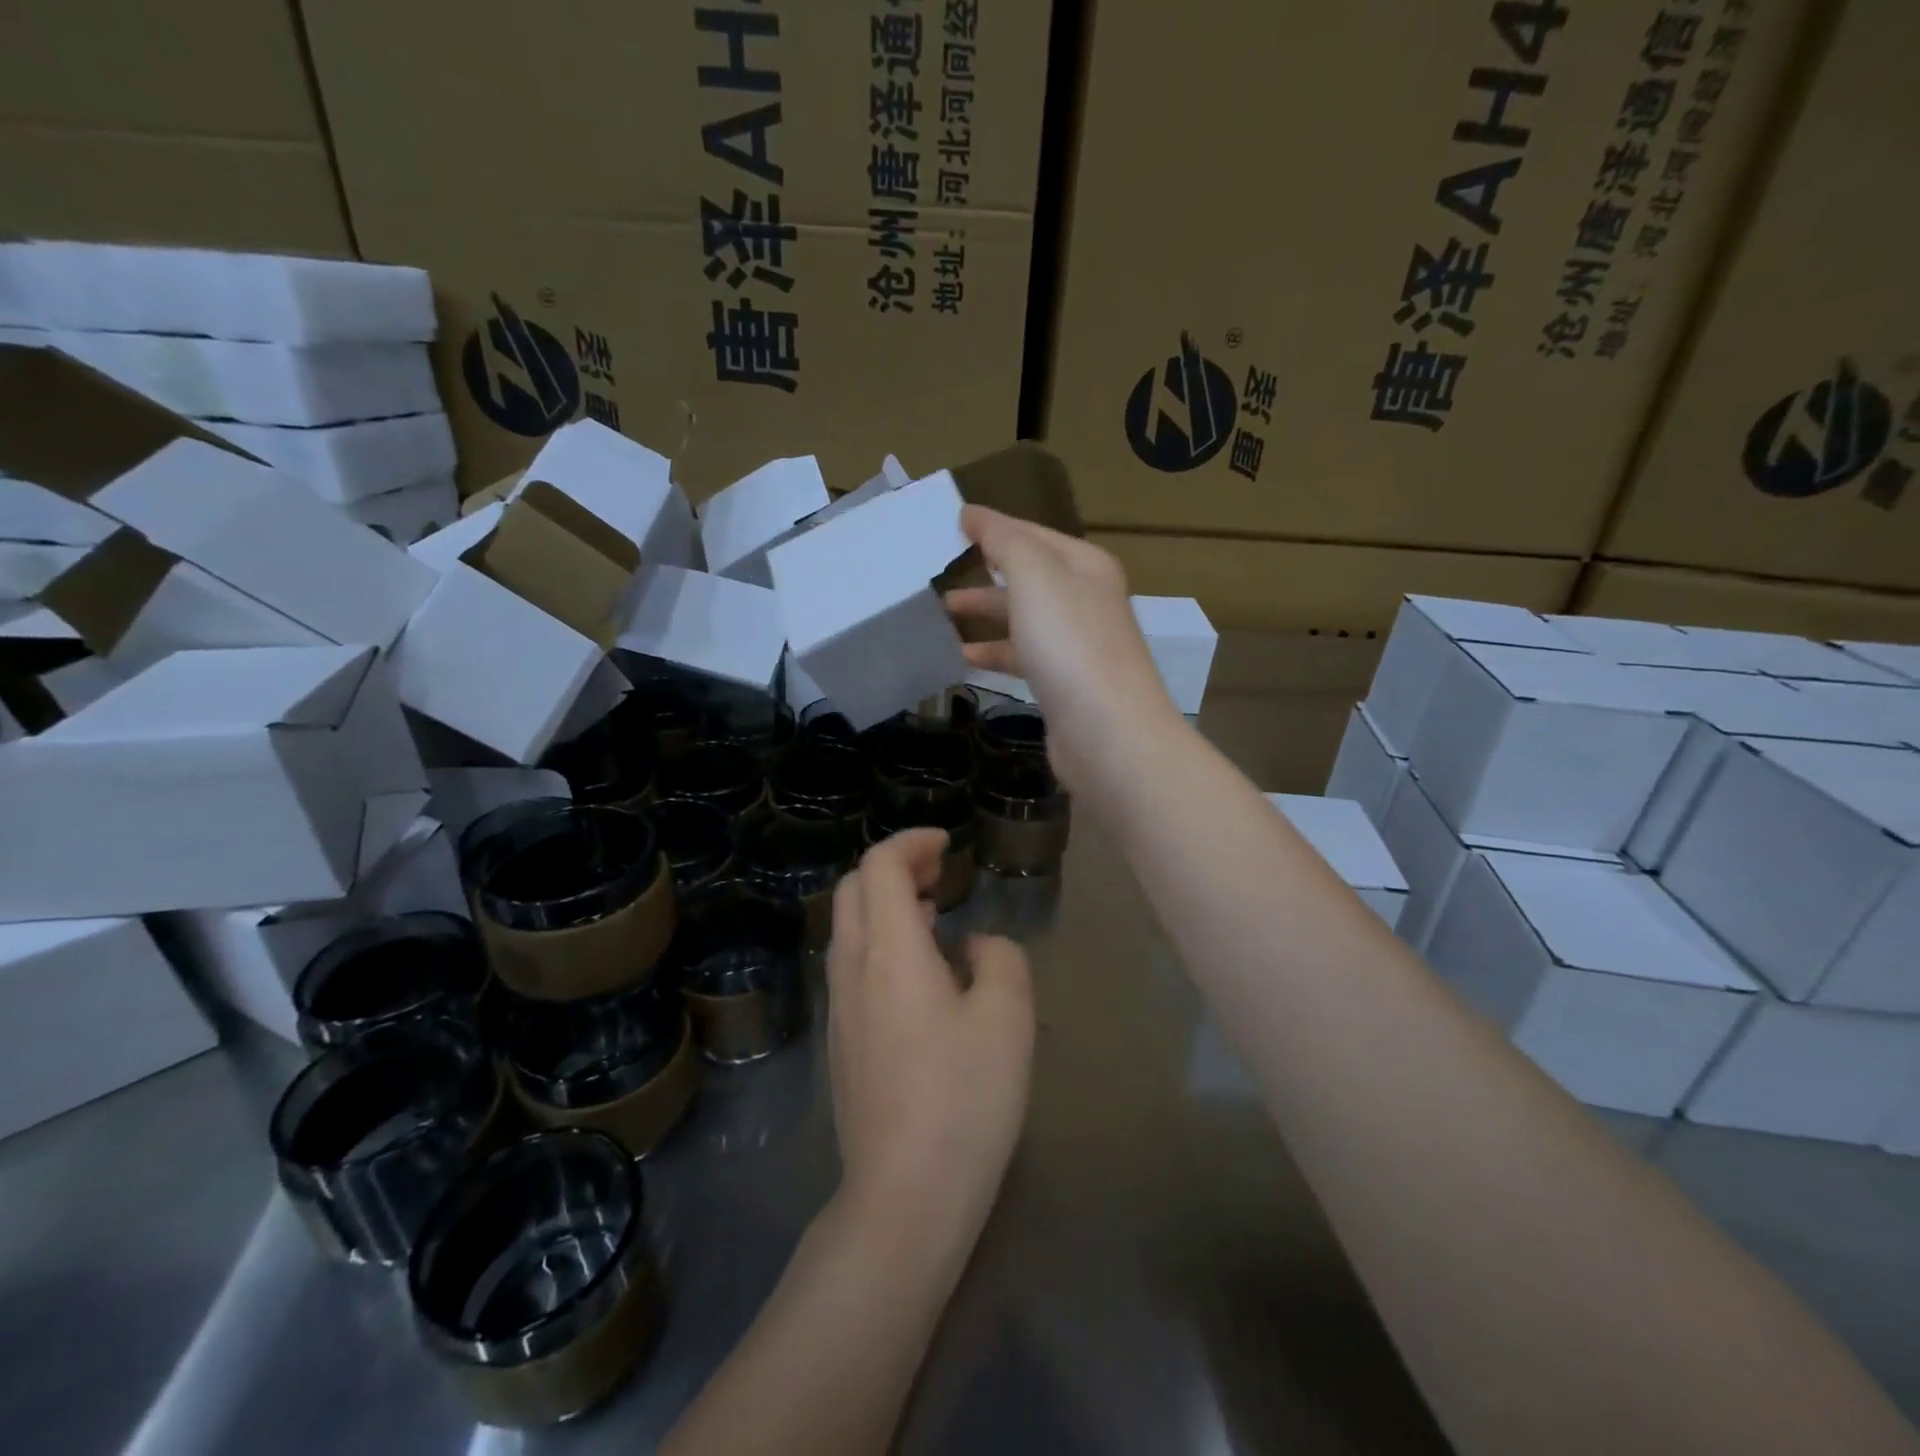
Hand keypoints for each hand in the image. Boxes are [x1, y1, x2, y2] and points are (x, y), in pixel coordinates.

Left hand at [827, 828, 1033, 1245]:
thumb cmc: (964, 1099)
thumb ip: (999, 958)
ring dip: (885, 904)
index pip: (879, 866)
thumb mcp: (1008, 1018)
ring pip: (848, 926)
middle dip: (894, 866)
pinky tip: (919, 973)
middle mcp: (852, 968)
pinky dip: (879, 940)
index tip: (947, 845)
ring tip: (934, 914)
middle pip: (852, 888)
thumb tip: (972, 945)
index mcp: (889, 952)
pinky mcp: (839, 1039)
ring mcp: (838, 1006)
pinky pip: (851, 963)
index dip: (911, 842)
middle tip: (940, 873)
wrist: (904, 1196)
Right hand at [945, 505, 1181, 797]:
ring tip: (943, 613)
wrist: (1108, 732)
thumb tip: (974, 514)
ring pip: (1024, 617)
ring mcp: (1078, 645)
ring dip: (986, 612)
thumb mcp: (1035, 576)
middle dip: (986, 571)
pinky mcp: (1066, 684)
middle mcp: (1087, 599)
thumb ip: (1004, 541)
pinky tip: (966, 657)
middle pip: (1029, 575)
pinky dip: (995, 652)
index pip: (1032, 533)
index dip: (993, 526)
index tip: (952, 524)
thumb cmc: (1070, 644)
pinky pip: (1024, 656)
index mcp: (1085, 565)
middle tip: (940, 572)